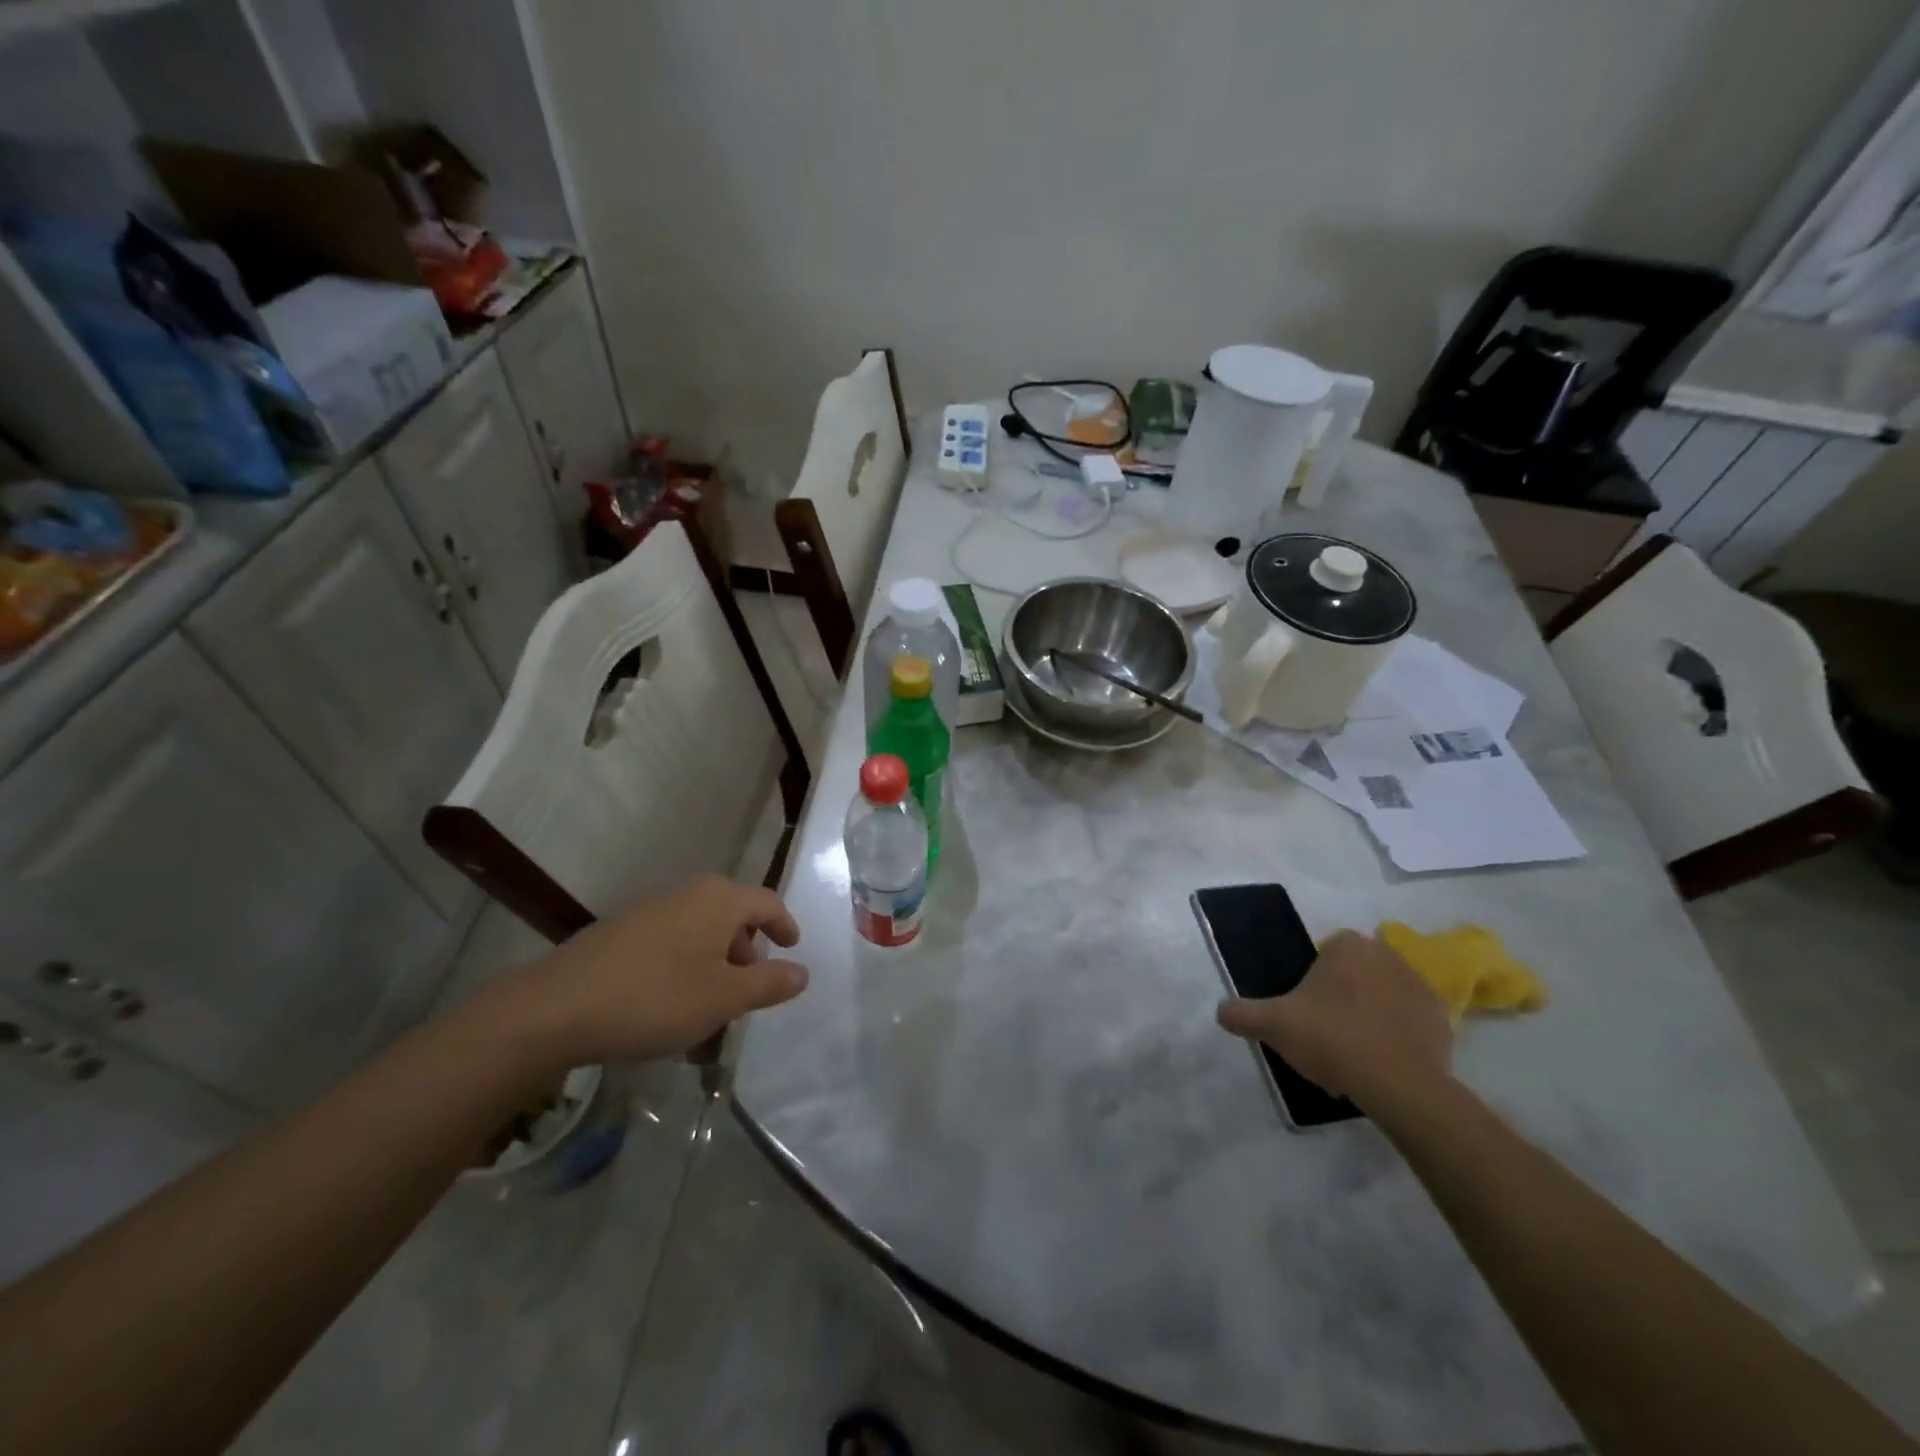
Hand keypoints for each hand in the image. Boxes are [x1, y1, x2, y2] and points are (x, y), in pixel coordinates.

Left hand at [507, 875, 807, 1065]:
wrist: (556, 1008)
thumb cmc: (656, 997)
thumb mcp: (725, 998)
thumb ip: (769, 983)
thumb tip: (802, 972)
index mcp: (719, 898)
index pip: (768, 903)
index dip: (786, 927)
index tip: (792, 951)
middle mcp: (687, 892)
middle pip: (733, 917)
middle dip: (747, 953)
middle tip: (749, 992)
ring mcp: (650, 909)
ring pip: (700, 932)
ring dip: (714, 966)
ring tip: (710, 1008)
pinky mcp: (621, 931)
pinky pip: (670, 942)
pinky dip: (684, 968)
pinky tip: (671, 1007)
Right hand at [1217, 930, 1452, 1108]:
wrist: (1400, 1086)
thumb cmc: (1332, 1039)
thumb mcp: (1274, 1025)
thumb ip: (1242, 1014)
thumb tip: (1220, 1012)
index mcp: (1348, 946)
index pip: (1325, 952)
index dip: (1313, 981)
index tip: (1306, 1011)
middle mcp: (1387, 955)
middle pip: (1355, 972)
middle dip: (1343, 994)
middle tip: (1327, 1031)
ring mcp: (1420, 987)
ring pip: (1383, 994)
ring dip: (1371, 1013)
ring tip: (1355, 1052)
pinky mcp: (1443, 1020)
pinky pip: (1410, 1021)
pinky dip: (1398, 1035)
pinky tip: (1382, 1062)